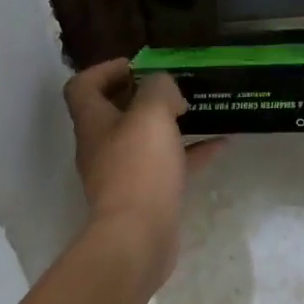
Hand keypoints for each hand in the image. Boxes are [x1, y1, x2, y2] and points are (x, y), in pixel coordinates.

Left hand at [63, 59, 222, 291]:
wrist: (138, 238)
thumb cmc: (139, 168)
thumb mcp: (152, 114)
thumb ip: (159, 89)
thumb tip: (165, 89)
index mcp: (94, 122)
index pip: (83, 86)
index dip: (105, 70)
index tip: (138, 65)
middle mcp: (102, 147)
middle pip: (115, 113)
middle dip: (143, 96)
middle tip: (174, 87)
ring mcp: (123, 174)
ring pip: (145, 140)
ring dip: (169, 124)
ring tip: (198, 110)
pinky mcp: (145, 197)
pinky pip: (168, 166)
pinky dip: (190, 154)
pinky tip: (220, 145)